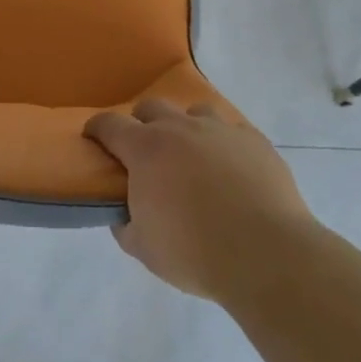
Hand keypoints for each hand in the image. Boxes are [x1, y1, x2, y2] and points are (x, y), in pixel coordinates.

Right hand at [85, 98, 315, 301]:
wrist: (266, 254)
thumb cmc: (195, 252)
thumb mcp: (144, 249)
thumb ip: (125, 225)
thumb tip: (123, 214)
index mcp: (146, 149)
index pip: (110, 125)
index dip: (97, 129)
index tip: (93, 138)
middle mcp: (180, 128)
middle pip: (151, 107)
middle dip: (141, 123)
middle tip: (145, 152)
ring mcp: (220, 129)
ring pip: (195, 112)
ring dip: (186, 128)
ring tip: (193, 157)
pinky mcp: (254, 140)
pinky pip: (232, 131)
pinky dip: (224, 145)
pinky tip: (232, 170)